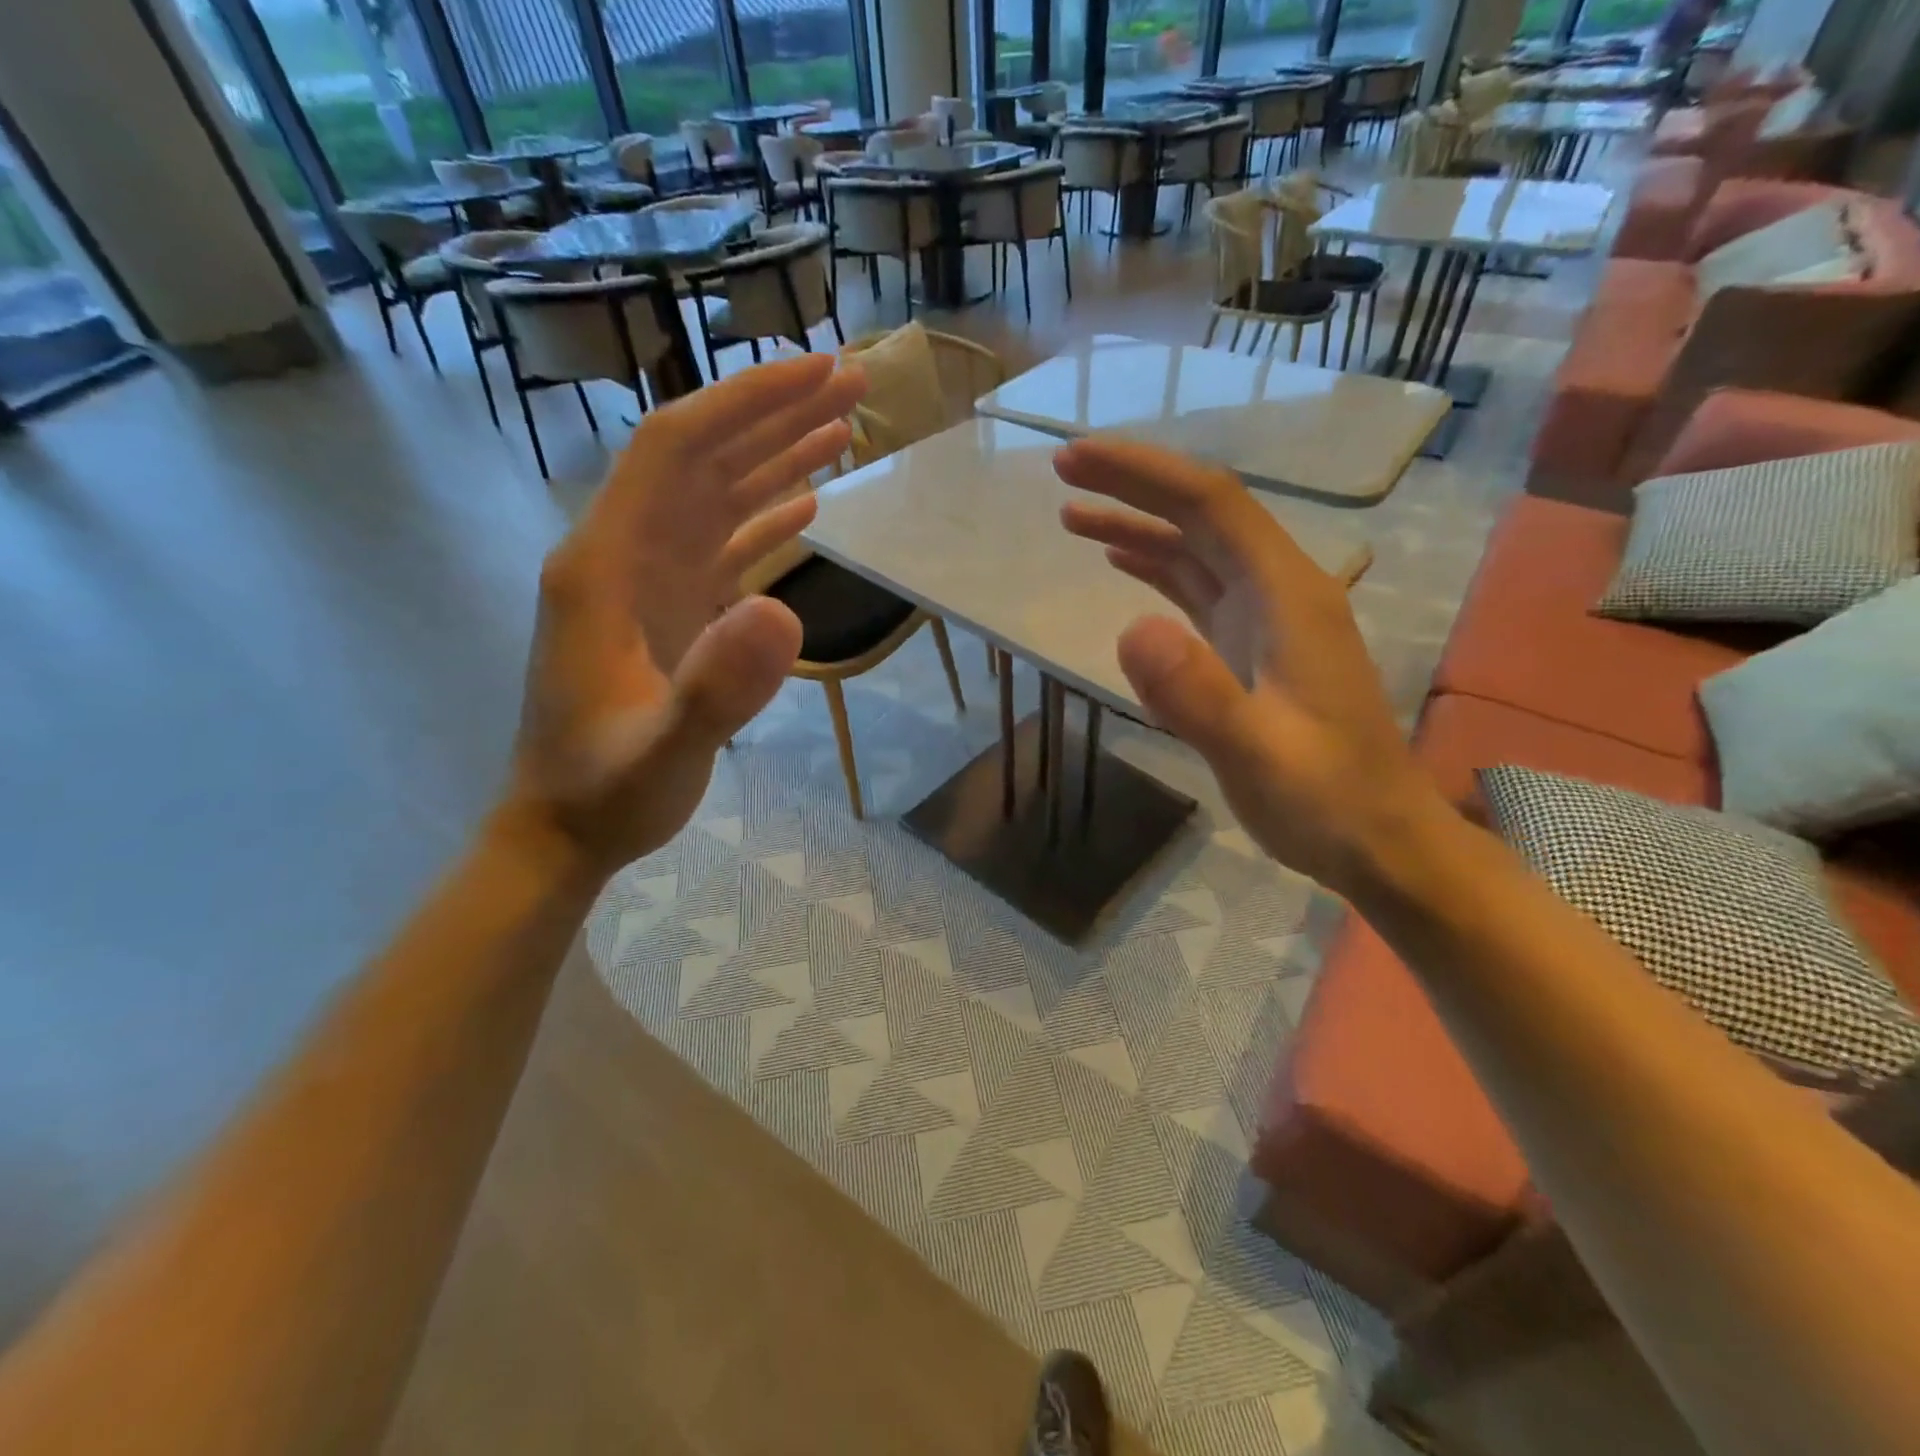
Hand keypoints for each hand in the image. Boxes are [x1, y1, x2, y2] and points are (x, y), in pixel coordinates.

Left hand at [503, 354, 864, 879]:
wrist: (564, 828)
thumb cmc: (606, 791)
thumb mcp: (661, 752)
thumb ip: (716, 689)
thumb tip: (786, 608)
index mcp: (604, 564)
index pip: (674, 449)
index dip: (745, 404)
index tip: (816, 375)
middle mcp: (621, 554)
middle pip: (700, 458)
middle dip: (773, 414)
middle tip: (852, 383)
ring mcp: (645, 581)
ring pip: (715, 496)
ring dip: (776, 457)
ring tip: (843, 428)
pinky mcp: (668, 610)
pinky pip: (721, 544)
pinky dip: (765, 517)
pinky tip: (806, 503)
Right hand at [1054, 437, 1449, 891]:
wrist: (1378, 841)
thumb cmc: (1326, 800)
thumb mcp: (1259, 755)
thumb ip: (1198, 694)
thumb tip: (1131, 629)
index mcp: (1287, 595)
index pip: (1211, 504)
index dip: (1143, 473)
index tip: (1076, 459)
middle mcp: (1278, 591)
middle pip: (1201, 514)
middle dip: (1134, 485)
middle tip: (1063, 470)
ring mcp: (1266, 619)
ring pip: (1195, 550)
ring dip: (1137, 524)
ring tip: (1072, 516)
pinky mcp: (1251, 648)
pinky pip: (1198, 589)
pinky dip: (1156, 568)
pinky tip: (1122, 564)